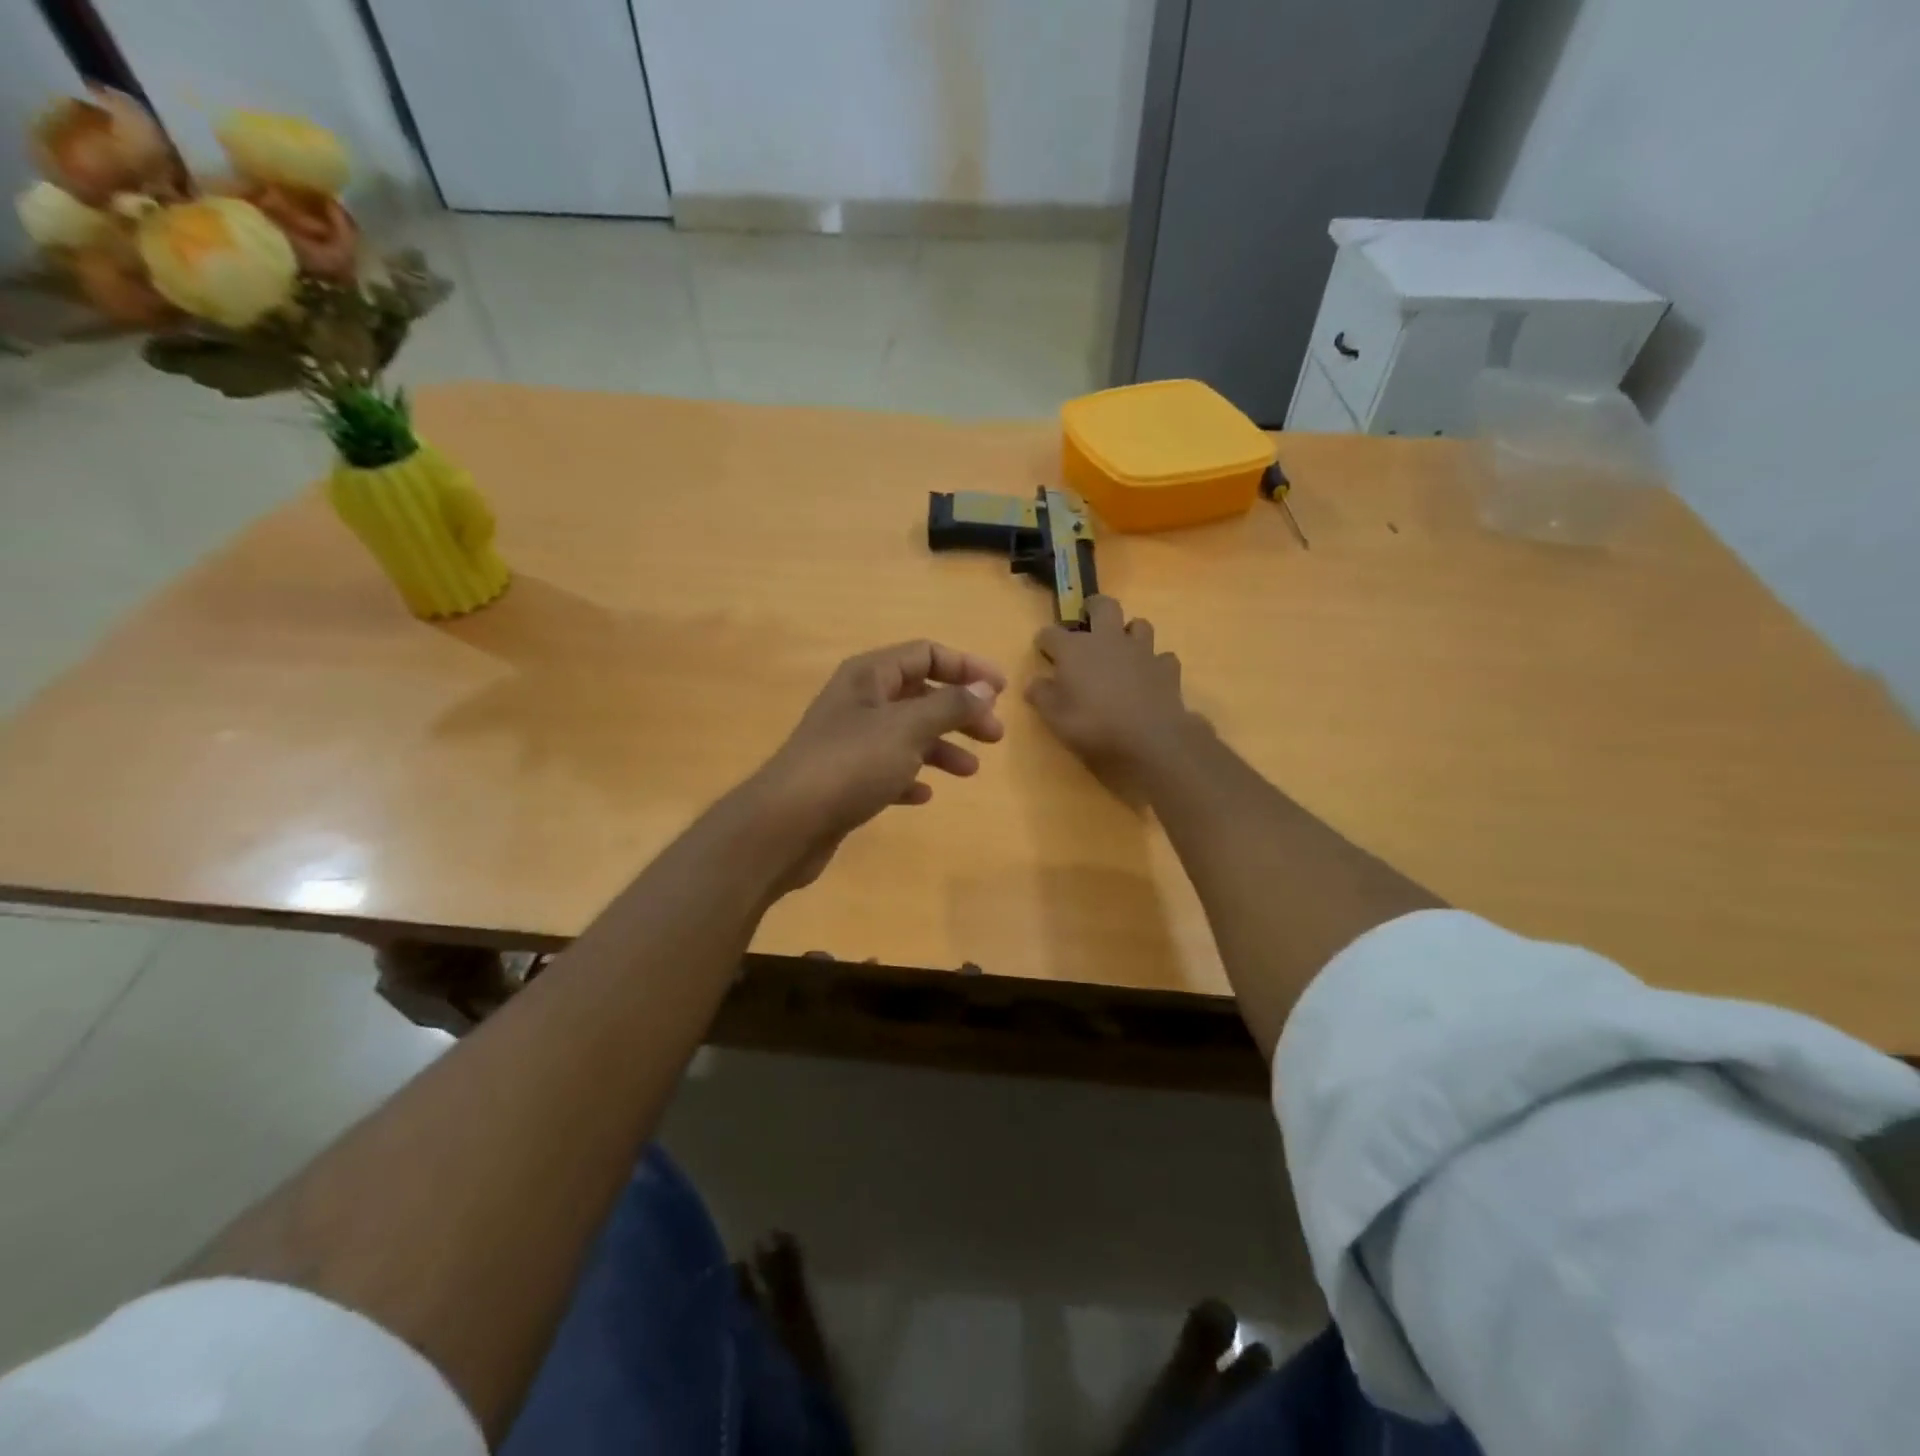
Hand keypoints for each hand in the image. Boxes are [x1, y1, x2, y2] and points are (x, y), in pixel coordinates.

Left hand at [746, 641, 1005, 891]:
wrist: (787, 823)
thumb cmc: (851, 764)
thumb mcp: (908, 728)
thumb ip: (950, 705)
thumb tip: (984, 687)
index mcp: (869, 676)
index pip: (926, 654)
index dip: (966, 668)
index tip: (1001, 691)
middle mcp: (859, 701)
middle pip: (920, 695)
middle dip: (959, 712)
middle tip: (994, 736)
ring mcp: (849, 741)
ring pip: (907, 734)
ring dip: (940, 747)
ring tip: (970, 771)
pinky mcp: (844, 778)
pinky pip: (887, 769)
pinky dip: (910, 776)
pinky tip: (924, 795)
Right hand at [1027, 596, 1198, 798]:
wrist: (1148, 739)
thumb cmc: (1093, 726)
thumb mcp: (1055, 718)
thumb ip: (1041, 696)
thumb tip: (1033, 683)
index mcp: (1075, 649)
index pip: (1051, 633)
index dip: (1045, 641)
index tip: (1043, 650)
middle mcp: (1108, 640)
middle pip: (1103, 607)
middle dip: (1093, 608)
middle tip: (1087, 620)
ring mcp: (1141, 651)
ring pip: (1139, 624)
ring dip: (1129, 632)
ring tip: (1122, 648)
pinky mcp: (1166, 669)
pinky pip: (1162, 657)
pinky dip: (1155, 663)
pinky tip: (1150, 675)